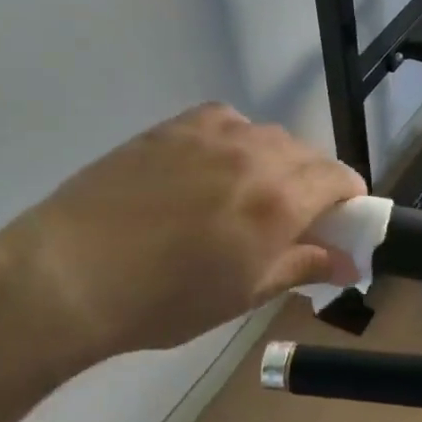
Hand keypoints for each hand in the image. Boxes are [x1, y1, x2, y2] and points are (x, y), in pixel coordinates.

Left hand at [0, 103, 364, 367]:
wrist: (71, 274)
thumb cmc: (165, 300)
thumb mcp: (243, 294)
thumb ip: (302, 268)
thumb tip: (350, 265)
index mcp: (281, 199)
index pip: (339, 179)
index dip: (349, 199)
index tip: (341, 223)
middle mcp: (255, 154)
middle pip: (307, 154)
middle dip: (314, 183)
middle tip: (294, 220)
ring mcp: (210, 135)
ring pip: (267, 136)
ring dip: (276, 161)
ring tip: (250, 194)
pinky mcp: (172, 128)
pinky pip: (225, 121)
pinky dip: (236, 139)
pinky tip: (215, 166)